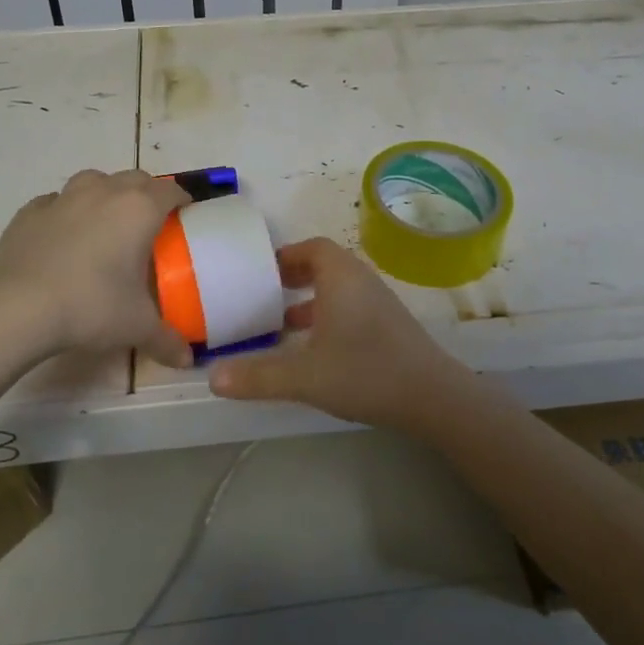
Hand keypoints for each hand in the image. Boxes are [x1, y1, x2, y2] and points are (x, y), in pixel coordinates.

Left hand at [0, 169, 194, 366]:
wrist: (19, 308)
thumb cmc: (91, 306)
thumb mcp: (137, 326)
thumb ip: (166, 339)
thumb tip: (186, 359)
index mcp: (139, 210)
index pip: (170, 191)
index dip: (181, 200)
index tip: (185, 216)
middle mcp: (104, 192)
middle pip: (135, 179)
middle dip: (147, 194)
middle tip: (149, 223)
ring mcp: (64, 198)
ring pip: (94, 180)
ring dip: (106, 193)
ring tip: (106, 222)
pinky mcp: (30, 212)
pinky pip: (55, 201)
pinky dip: (66, 212)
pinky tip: (63, 235)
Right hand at [209, 237, 480, 433]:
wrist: (432, 397)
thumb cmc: (365, 372)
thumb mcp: (304, 376)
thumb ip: (258, 375)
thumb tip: (211, 377)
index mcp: (341, 277)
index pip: (312, 247)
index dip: (286, 255)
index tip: (260, 272)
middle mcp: (361, 281)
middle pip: (325, 265)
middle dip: (294, 277)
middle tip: (264, 295)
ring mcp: (379, 303)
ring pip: (339, 288)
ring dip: (311, 299)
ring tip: (282, 324)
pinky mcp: (389, 325)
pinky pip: (351, 306)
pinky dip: (328, 316)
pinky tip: (315, 349)